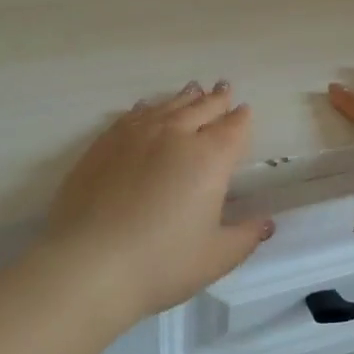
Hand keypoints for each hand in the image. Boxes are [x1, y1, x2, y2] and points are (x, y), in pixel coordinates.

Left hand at [42, 82, 273, 319]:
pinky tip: (147, 108)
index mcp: (210, 158)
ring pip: (167, 106)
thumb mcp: (215, 258)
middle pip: (201, 108)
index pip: (233, 129)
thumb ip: (245, 236)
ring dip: (184, 98)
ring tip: (193, 90)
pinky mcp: (104, 144)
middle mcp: (175, 136)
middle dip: (216, 99)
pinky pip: (132, 116)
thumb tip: (265, 223)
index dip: (241, 119)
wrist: (88, 264)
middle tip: (224, 89)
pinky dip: (147, 108)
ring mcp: (136, 136)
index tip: (244, 110)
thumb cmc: (161, 264)